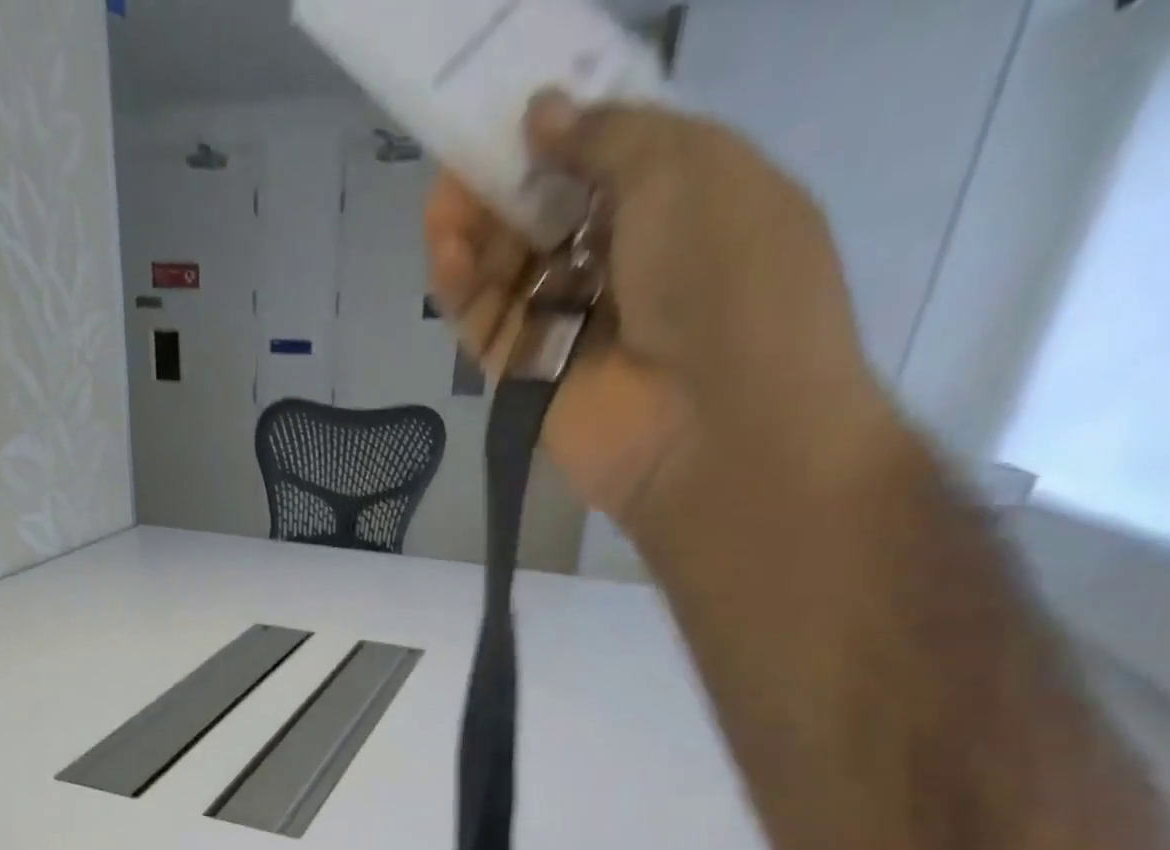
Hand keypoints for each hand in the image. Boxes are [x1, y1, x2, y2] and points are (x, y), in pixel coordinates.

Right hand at [425, 90, 894, 548]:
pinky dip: (461, 288)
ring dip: (473, 229)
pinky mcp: (529, 379)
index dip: (560, 124)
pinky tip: (445, 253)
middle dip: (505, 178)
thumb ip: (607, 134)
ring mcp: (573, 327)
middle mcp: (625, 264)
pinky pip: (486, 325)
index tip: (514, 101)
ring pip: (507, 269)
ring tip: (445, 205)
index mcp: (681, 201)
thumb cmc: (724, 277)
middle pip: (546, 212)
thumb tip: (540, 113)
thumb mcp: (684, 167)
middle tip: (465, 152)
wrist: (715, 427)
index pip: (605, 155)